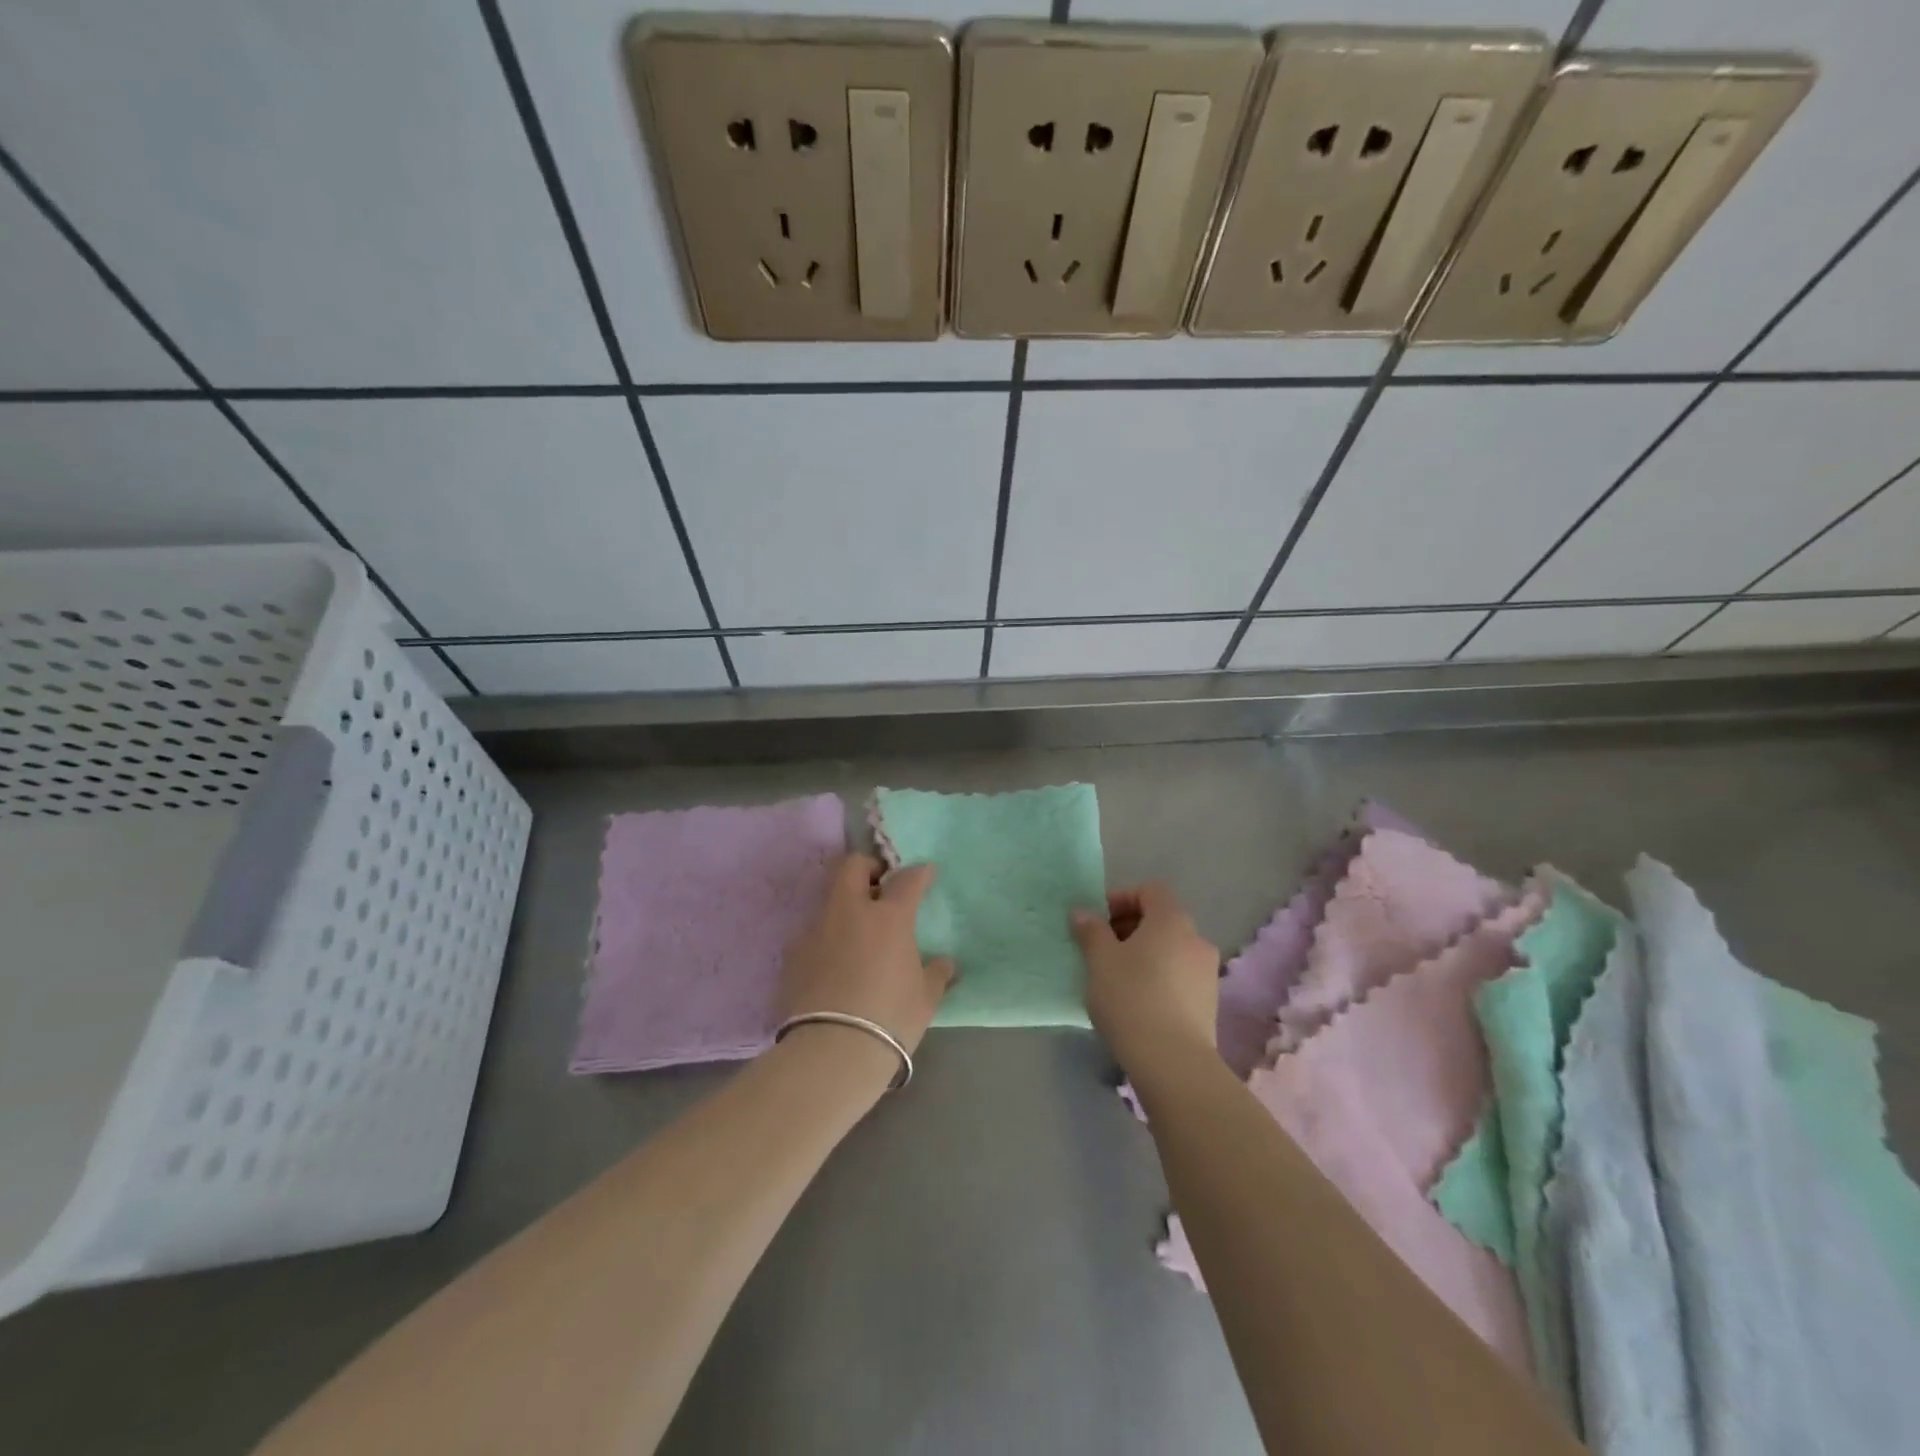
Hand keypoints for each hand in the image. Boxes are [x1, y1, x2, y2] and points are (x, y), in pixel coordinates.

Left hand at [781, 854, 956, 1065]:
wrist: (831, 1051)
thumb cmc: (890, 1019)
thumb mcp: (925, 999)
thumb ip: (936, 974)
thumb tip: (946, 963)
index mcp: (888, 917)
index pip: (907, 879)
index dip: (919, 873)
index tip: (926, 873)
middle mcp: (850, 912)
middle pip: (853, 866)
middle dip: (869, 867)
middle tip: (880, 885)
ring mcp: (817, 929)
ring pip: (830, 898)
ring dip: (846, 904)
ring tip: (857, 931)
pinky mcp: (793, 953)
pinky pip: (814, 932)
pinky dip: (828, 937)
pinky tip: (835, 963)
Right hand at [1071, 883, 1219, 1079]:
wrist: (1172, 1061)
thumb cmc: (1131, 997)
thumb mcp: (1100, 959)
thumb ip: (1091, 930)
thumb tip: (1083, 913)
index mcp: (1172, 920)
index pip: (1150, 891)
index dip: (1121, 899)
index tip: (1098, 922)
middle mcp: (1196, 939)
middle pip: (1161, 920)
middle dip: (1129, 928)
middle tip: (1101, 949)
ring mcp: (1207, 972)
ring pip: (1170, 950)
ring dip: (1143, 955)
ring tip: (1115, 978)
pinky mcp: (1209, 1003)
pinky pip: (1178, 976)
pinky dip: (1157, 977)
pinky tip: (1136, 1002)